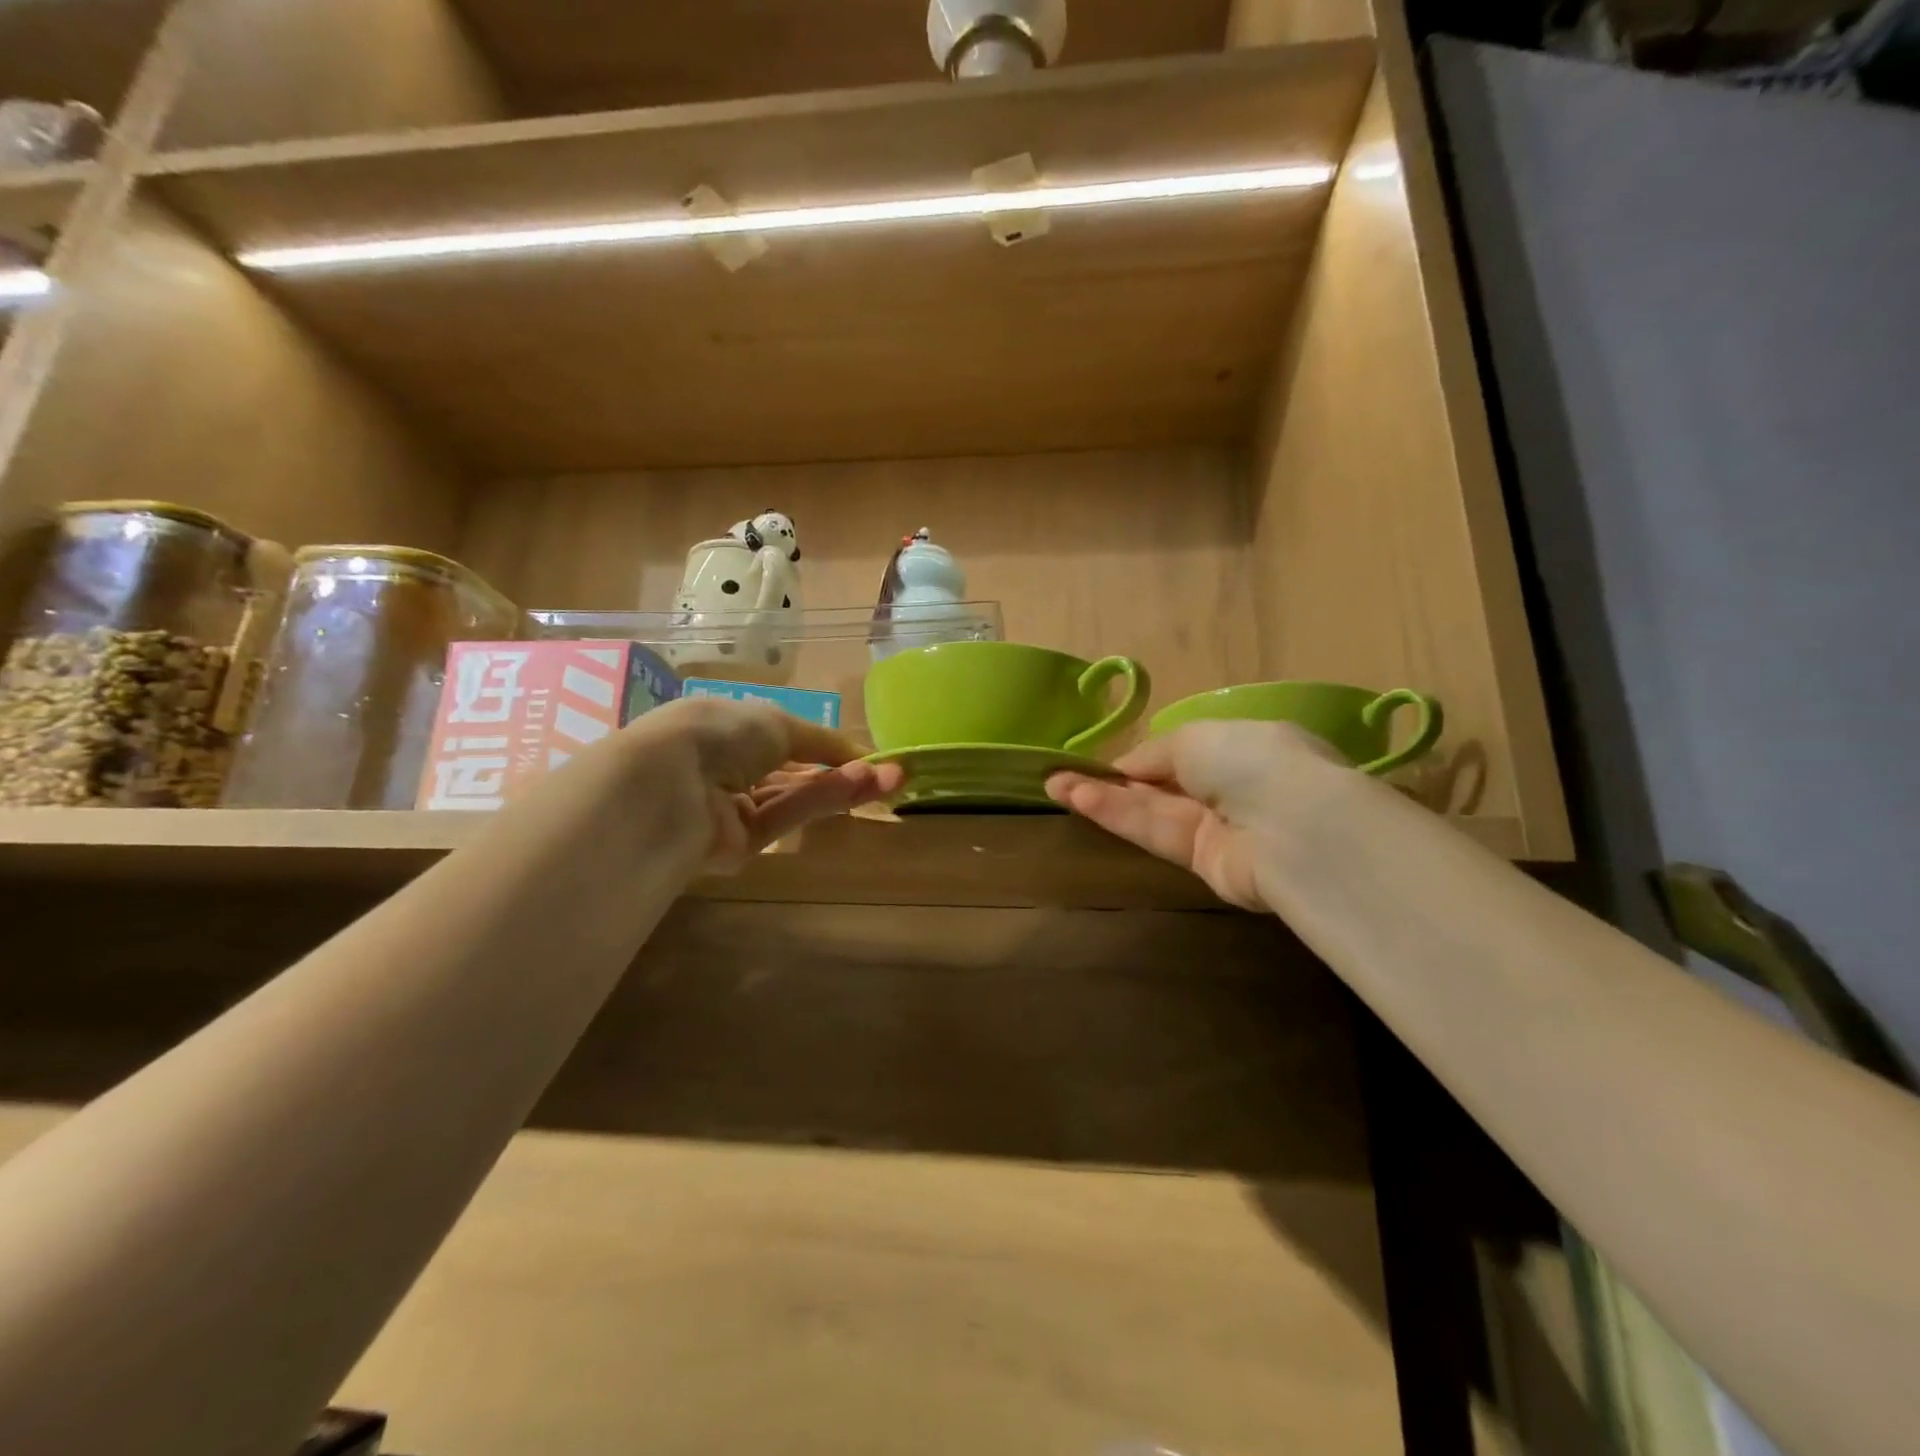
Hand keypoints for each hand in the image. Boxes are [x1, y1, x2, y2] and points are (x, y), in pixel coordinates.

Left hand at [619, 697, 904, 872]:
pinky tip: (860, 788)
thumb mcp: (776, 721)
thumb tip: (860, 757)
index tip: (866, 755)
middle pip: (794, 772)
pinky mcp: (739, 844)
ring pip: (796, 797)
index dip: (824, 746)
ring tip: (890, 780)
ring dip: (842, 786)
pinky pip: (786, 818)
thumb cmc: (718, 733)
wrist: (666, 786)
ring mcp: (732, 808)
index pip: (782, 738)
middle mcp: (727, 767)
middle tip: (892, 773)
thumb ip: (821, 742)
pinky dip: (820, 802)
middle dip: (842, 770)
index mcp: (725, 726)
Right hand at [1046, 720, 1349, 910]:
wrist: (1294, 828)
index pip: (1181, 752)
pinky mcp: (1205, 863)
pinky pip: (1156, 833)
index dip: (1139, 758)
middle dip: (1111, 780)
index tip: (1098, 762)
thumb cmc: (1250, 760)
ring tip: (1055, 786)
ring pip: (1151, 810)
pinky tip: (1080, 802)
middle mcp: (1230, 787)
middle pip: (1160, 784)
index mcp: (1241, 746)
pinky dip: (1119, 817)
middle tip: (1060, 777)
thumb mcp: (1196, 737)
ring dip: (1103, 798)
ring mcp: (1218, 827)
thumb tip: (1127, 769)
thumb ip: (1156, 752)